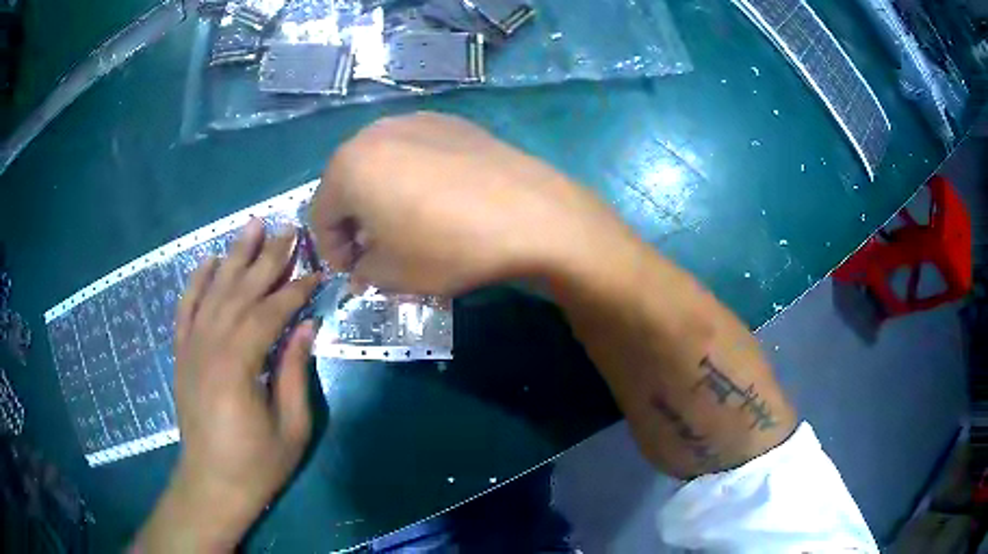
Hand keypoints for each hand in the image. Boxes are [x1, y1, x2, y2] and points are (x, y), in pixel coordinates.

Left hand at [137, 219, 319, 551]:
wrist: (211, 484)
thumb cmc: (256, 464)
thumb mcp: (291, 427)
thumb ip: (295, 373)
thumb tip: (307, 328)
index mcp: (238, 366)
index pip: (269, 314)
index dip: (295, 291)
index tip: (317, 273)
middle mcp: (210, 347)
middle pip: (241, 291)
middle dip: (267, 258)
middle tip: (288, 229)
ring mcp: (191, 348)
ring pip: (214, 291)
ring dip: (234, 256)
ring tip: (252, 225)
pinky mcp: (182, 355)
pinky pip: (186, 309)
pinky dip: (196, 282)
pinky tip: (208, 261)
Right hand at [310, 112, 630, 294]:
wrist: (530, 214)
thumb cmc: (448, 247)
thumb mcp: (393, 275)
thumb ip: (363, 271)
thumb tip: (360, 267)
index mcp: (348, 167)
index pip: (319, 214)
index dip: (331, 249)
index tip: (354, 272)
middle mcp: (374, 133)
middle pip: (346, 182)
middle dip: (355, 220)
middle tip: (377, 249)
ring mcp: (415, 120)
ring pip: (380, 162)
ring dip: (381, 194)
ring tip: (408, 222)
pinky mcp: (450, 121)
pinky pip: (414, 150)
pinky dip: (412, 175)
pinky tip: (440, 198)